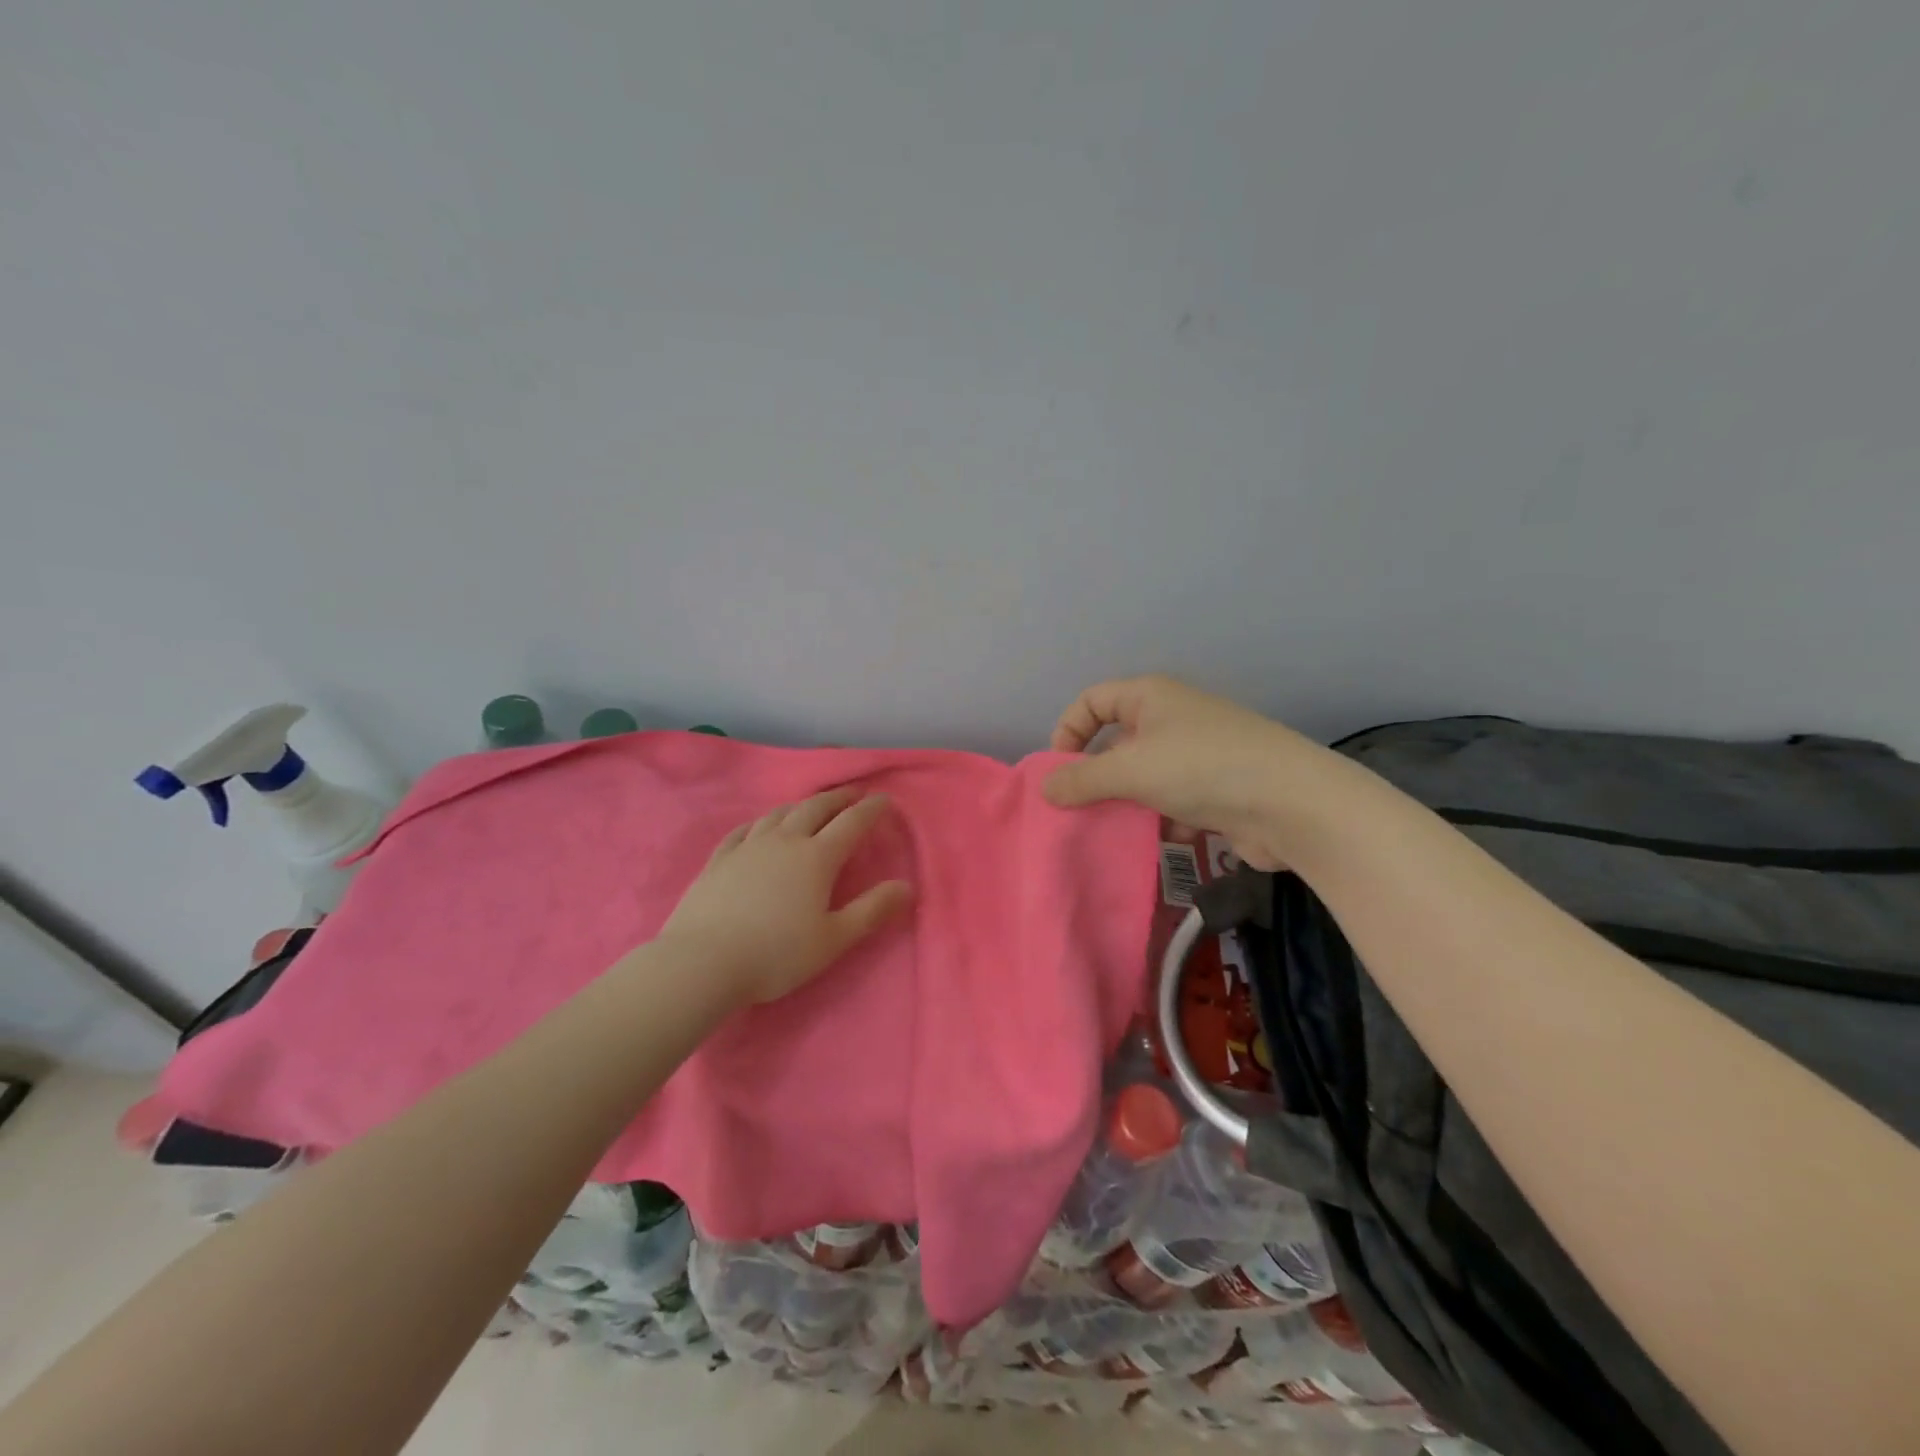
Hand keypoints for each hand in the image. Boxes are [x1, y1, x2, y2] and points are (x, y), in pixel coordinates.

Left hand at [658, 789, 913, 1004]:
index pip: (851, 823)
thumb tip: (907, 887)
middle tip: (852, 793)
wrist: (702, 962)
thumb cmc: (776, 954)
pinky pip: (744, 829)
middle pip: (815, 808)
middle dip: (837, 798)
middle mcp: (784, 842)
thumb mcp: (834, 939)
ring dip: (800, 805)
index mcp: (817, 858)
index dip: (871, 809)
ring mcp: (748, 847)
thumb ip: (872, 910)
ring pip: (779, 814)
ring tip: (810, 806)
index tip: (884, 799)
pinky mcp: (719, 860)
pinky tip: (760, 826)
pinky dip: (761, 822)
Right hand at [1043, 674, 1315, 870]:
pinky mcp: (1218, 788)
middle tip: (1080, 809)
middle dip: (1098, 776)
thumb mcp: (1130, 771)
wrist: (1293, 804)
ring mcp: (1199, 753)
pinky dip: (1166, 817)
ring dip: (1131, 802)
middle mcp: (1173, 717)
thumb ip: (1082, 779)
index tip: (1059, 772)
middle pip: (1117, 742)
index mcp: (1150, 697)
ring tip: (1119, 829)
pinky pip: (1175, 799)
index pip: (1092, 701)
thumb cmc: (1201, 769)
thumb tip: (1045, 788)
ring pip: (1145, 776)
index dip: (1068, 731)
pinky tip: (1170, 836)